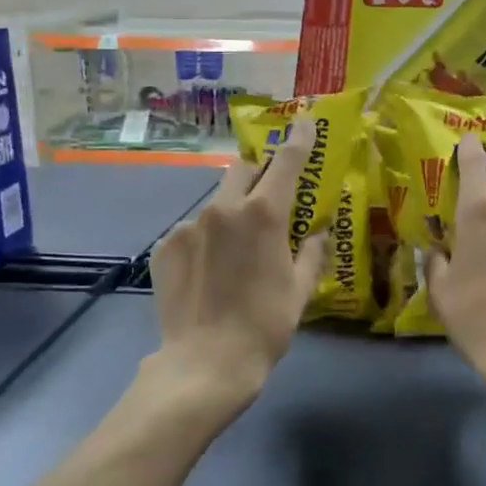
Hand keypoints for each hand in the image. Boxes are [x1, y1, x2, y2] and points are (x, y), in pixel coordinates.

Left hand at [146, 122, 328, 413]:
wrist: (204, 364)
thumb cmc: (264, 326)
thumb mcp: (300, 291)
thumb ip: (311, 253)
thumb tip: (320, 232)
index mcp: (264, 214)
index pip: (286, 162)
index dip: (298, 138)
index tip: (304, 120)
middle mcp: (224, 208)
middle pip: (244, 169)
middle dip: (259, 173)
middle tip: (269, 198)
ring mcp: (189, 225)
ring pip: (216, 201)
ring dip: (231, 212)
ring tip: (234, 251)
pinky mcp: (165, 246)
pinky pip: (192, 230)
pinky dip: (205, 239)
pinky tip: (207, 272)